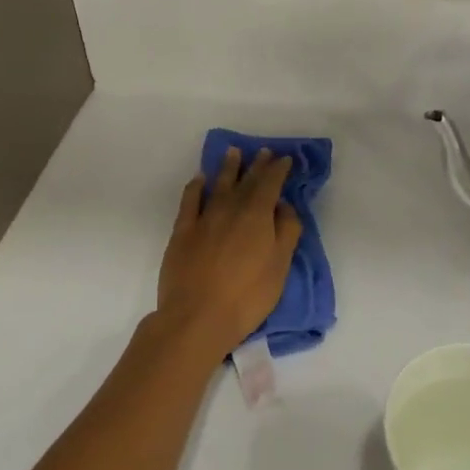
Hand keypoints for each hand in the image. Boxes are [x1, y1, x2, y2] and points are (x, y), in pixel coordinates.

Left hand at [157, 148, 301, 360]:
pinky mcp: (182, 231)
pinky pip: (190, 200)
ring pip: (218, 184)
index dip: (279, 170)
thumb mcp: (279, 266)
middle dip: (257, 165)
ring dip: (228, 167)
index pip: (271, 184)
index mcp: (258, 215)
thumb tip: (284, 205)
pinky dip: (196, 186)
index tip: (285, 159)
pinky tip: (199, 179)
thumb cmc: (247, 296)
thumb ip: (286, 231)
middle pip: (246, 180)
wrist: (196, 317)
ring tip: (234, 152)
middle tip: (263, 152)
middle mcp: (231, 208)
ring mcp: (204, 218)